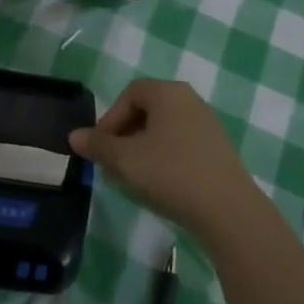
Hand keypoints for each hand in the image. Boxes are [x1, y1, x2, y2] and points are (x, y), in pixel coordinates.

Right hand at [69, 79, 261, 238]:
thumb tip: (74, 136)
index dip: (110, 118)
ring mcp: (208, 125)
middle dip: (124, 135)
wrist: (228, 211)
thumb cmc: (171, 173)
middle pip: (147, 110)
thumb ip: (97, 145)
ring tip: (132, 177)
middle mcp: (190, 100)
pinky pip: (181, 145)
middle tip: (113, 163)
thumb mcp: (125, 160)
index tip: (101, 147)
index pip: (130, 94)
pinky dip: (164, 159)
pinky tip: (160, 185)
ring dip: (142, 149)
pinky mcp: (218, 150)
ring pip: (163, 130)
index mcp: (168, 93)